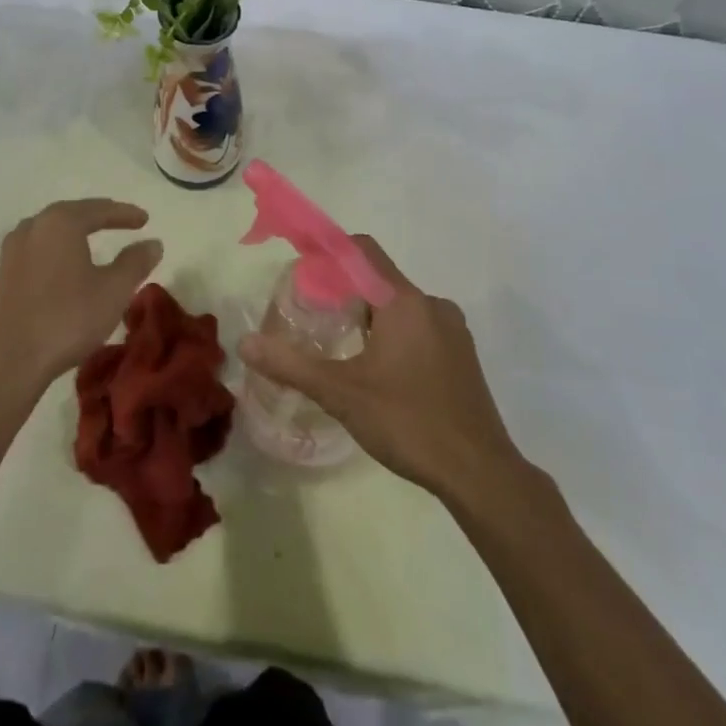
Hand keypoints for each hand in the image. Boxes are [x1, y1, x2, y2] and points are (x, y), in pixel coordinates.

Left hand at [0, 198, 162, 401]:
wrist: (13, 360)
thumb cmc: (69, 318)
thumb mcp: (114, 290)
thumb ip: (135, 262)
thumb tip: (153, 243)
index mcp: (61, 222)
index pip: (99, 209)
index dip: (125, 214)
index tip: (145, 219)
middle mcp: (34, 226)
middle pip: (73, 213)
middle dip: (100, 216)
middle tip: (123, 221)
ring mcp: (15, 248)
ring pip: (53, 228)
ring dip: (77, 229)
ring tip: (95, 235)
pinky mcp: (5, 271)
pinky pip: (40, 245)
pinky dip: (60, 246)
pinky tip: (67, 259)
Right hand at [237, 237, 519, 498]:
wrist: (480, 474)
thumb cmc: (408, 422)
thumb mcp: (341, 393)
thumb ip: (291, 365)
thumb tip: (245, 343)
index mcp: (405, 301)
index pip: (363, 251)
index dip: (330, 251)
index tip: (303, 268)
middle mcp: (432, 305)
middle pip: (379, 281)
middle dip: (345, 294)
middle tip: (315, 321)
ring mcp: (453, 331)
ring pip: (400, 308)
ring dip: (370, 319)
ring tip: (342, 351)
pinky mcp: (463, 357)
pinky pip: (420, 329)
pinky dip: (394, 337)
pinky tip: (380, 375)